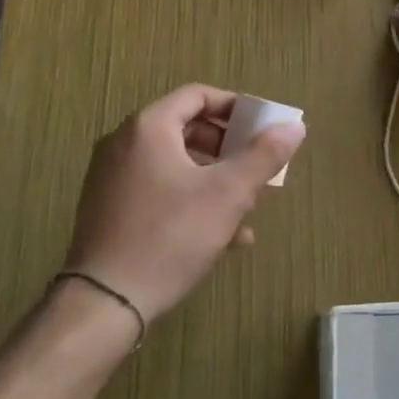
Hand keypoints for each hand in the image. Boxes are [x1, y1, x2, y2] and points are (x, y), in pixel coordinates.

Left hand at [63, 84, 305, 328]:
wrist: (104, 302)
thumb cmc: (171, 236)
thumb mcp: (227, 194)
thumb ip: (263, 155)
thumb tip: (294, 126)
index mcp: (149, 127)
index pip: (198, 95)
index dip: (235, 107)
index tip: (262, 128)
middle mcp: (123, 143)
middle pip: (186, 129)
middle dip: (227, 148)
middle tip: (256, 168)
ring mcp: (111, 177)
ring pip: (174, 164)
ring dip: (213, 179)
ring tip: (245, 208)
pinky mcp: (108, 209)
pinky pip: (157, 190)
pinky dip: (189, 200)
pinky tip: (222, 238)